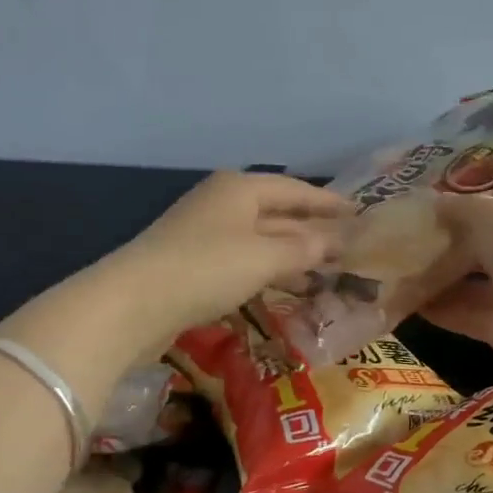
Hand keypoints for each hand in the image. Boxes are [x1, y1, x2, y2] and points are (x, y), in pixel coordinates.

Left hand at [115, 171, 347, 335]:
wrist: (133, 303)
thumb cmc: (206, 268)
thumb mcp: (264, 257)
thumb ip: (304, 249)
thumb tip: (334, 242)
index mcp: (239, 188)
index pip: (295, 190)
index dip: (329, 203)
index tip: (360, 213)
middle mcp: (222, 203)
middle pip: (278, 213)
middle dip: (312, 230)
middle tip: (349, 246)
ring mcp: (205, 233)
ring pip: (261, 239)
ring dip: (292, 254)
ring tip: (326, 270)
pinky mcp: (194, 264)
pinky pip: (244, 260)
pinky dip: (269, 270)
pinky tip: (287, 286)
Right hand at [421, 192, 492, 362]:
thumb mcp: (489, 212)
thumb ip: (460, 207)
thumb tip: (435, 203)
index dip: (480, 205)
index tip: (445, 208)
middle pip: (489, 247)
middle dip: (451, 247)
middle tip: (413, 242)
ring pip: (476, 282)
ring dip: (441, 279)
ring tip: (403, 272)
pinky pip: (468, 313)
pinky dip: (441, 308)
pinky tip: (409, 302)